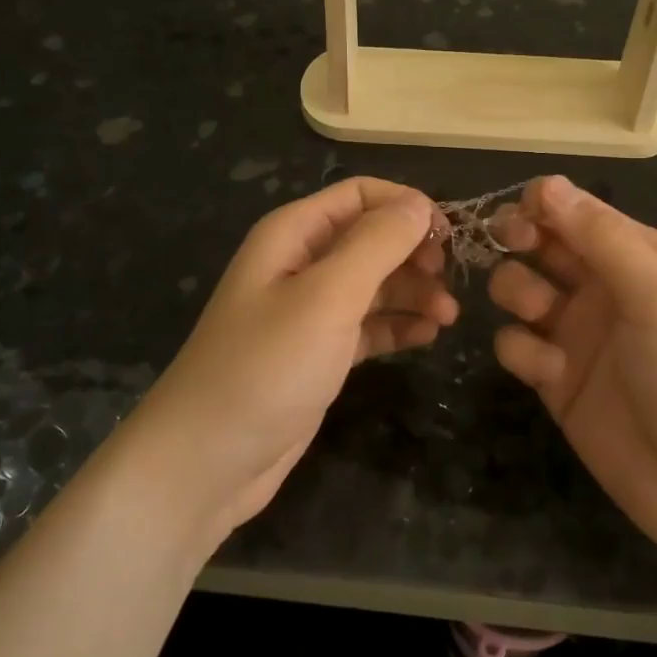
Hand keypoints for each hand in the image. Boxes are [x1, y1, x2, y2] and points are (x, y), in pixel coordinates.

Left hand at [125, 178, 455, 543]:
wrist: (208, 460)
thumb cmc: (267, 366)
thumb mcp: (327, 296)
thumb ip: (376, 244)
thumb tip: (418, 204)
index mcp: (293, 234)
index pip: (360, 195)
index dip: (405, 206)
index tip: (448, 236)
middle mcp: (301, 264)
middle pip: (371, 238)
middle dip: (413, 253)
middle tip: (449, 282)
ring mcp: (309, 311)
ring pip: (374, 284)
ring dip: (413, 292)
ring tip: (448, 317)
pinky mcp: (319, 353)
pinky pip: (367, 326)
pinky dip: (397, 326)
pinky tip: (426, 337)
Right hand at [489, 175, 656, 557]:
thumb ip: (600, 238)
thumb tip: (546, 182)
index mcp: (640, 256)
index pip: (577, 211)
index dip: (542, 205)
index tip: (517, 215)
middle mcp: (605, 287)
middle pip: (542, 244)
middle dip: (518, 239)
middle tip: (506, 245)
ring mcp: (577, 334)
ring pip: (520, 288)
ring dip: (517, 291)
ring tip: (538, 314)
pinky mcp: (554, 378)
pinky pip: (517, 344)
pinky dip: (523, 351)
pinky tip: (550, 372)